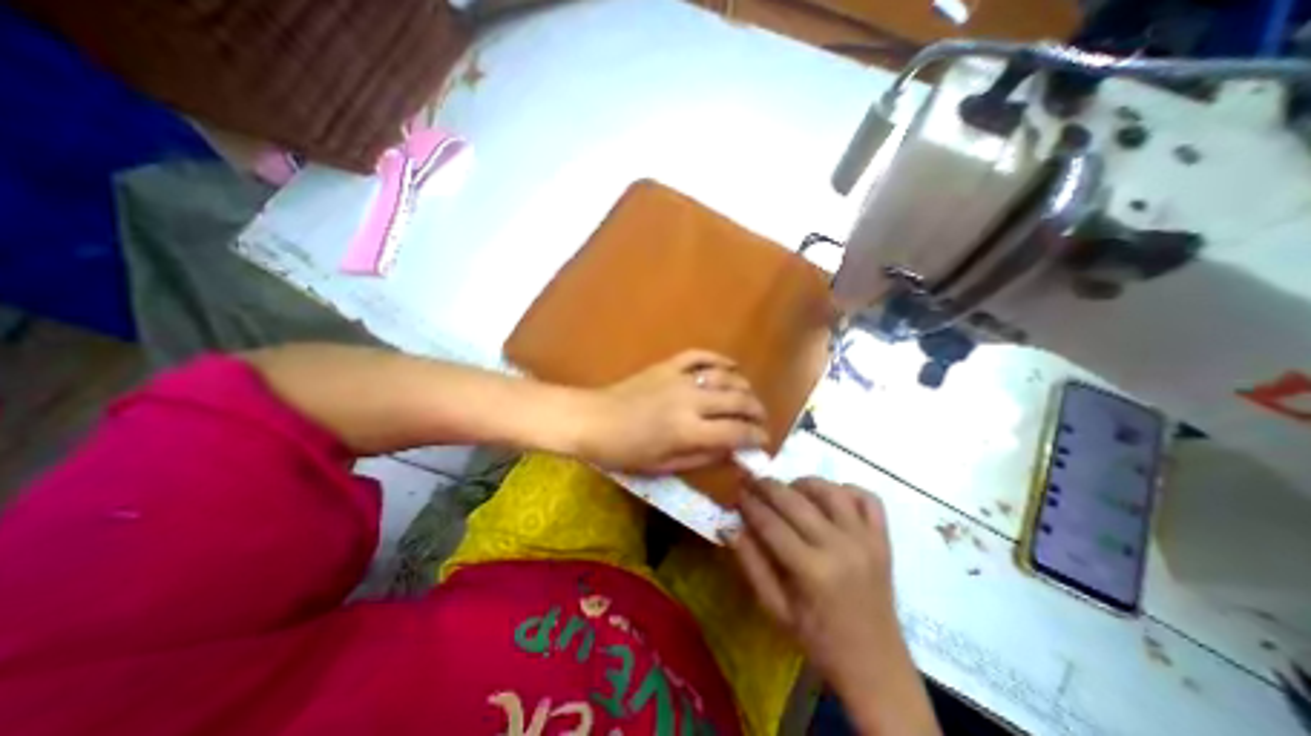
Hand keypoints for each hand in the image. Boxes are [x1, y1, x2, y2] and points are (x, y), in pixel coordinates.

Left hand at [574, 347, 770, 474]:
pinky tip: (730, 367)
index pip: (735, 432)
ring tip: (748, 397)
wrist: (591, 420)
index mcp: (686, 431)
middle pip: (737, 400)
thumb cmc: (623, 452)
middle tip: (760, 420)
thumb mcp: (662, 466)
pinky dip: (720, 359)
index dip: (756, 437)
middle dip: (757, 411)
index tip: (763, 441)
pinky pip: (700, 355)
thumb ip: (701, 457)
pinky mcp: (667, 365)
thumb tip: (731, 450)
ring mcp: (678, 378)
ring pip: (725, 376)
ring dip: (743, 386)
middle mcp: (689, 400)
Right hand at [728, 477, 901, 689]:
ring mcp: (866, 540)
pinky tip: (829, 498)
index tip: (736, 492)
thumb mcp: (775, 609)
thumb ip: (751, 563)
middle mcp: (840, 547)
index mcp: (812, 571)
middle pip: (796, 501)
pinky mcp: (884, 540)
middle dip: (768, 487)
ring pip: (831, 490)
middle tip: (753, 483)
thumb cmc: (818, 640)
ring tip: (789, 489)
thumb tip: (731, 526)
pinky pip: (867, 498)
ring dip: (804, 483)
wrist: (875, 666)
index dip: (750, 504)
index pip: (771, 523)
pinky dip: (846, 490)